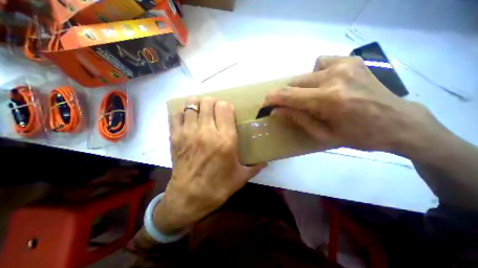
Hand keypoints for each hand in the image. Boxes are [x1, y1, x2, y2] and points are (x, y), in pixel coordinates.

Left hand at [155, 97, 265, 234]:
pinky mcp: (175, 137)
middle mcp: (207, 131)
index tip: (227, 112)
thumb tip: (266, 162)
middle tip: (215, 111)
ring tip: (201, 112)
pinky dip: (181, 112)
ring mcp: (189, 132)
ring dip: (198, 104)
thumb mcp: (241, 177)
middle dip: (212, 103)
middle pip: (208, 102)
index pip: (224, 107)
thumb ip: (255, 166)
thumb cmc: (218, 187)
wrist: (189, 198)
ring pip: (192, 104)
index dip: (226, 106)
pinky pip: (175, 115)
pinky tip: (187, 118)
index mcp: (225, 139)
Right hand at [263, 55, 441, 153]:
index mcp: (328, 100)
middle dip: (284, 95)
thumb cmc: (358, 136)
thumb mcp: (322, 134)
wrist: (399, 123)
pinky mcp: (351, 61)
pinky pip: (320, 63)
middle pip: (294, 83)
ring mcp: (344, 65)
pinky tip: (324, 85)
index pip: (289, 95)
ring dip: (299, 88)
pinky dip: (314, 74)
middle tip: (283, 106)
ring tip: (309, 99)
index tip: (264, 104)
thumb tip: (276, 111)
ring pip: (305, 74)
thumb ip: (297, 119)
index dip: (272, 98)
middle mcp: (334, 77)